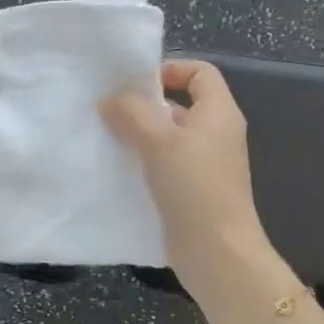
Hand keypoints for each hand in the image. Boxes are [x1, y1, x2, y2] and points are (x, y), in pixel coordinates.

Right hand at [100, 60, 289, 308]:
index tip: (134, 85)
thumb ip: (132, 113)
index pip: (200, 72)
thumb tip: (110, 99)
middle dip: (143, 106)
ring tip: (105, 139)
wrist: (216, 252)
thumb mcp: (159, 141)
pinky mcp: (190, 192)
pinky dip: (141, 163)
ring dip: (138, 137)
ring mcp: (204, 165)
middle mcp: (215, 134)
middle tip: (107, 112)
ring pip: (167, 138)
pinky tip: (116, 170)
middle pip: (179, 105)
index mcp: (218, 113)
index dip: (170, 70)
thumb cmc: (194, 188)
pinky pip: (163, 166)